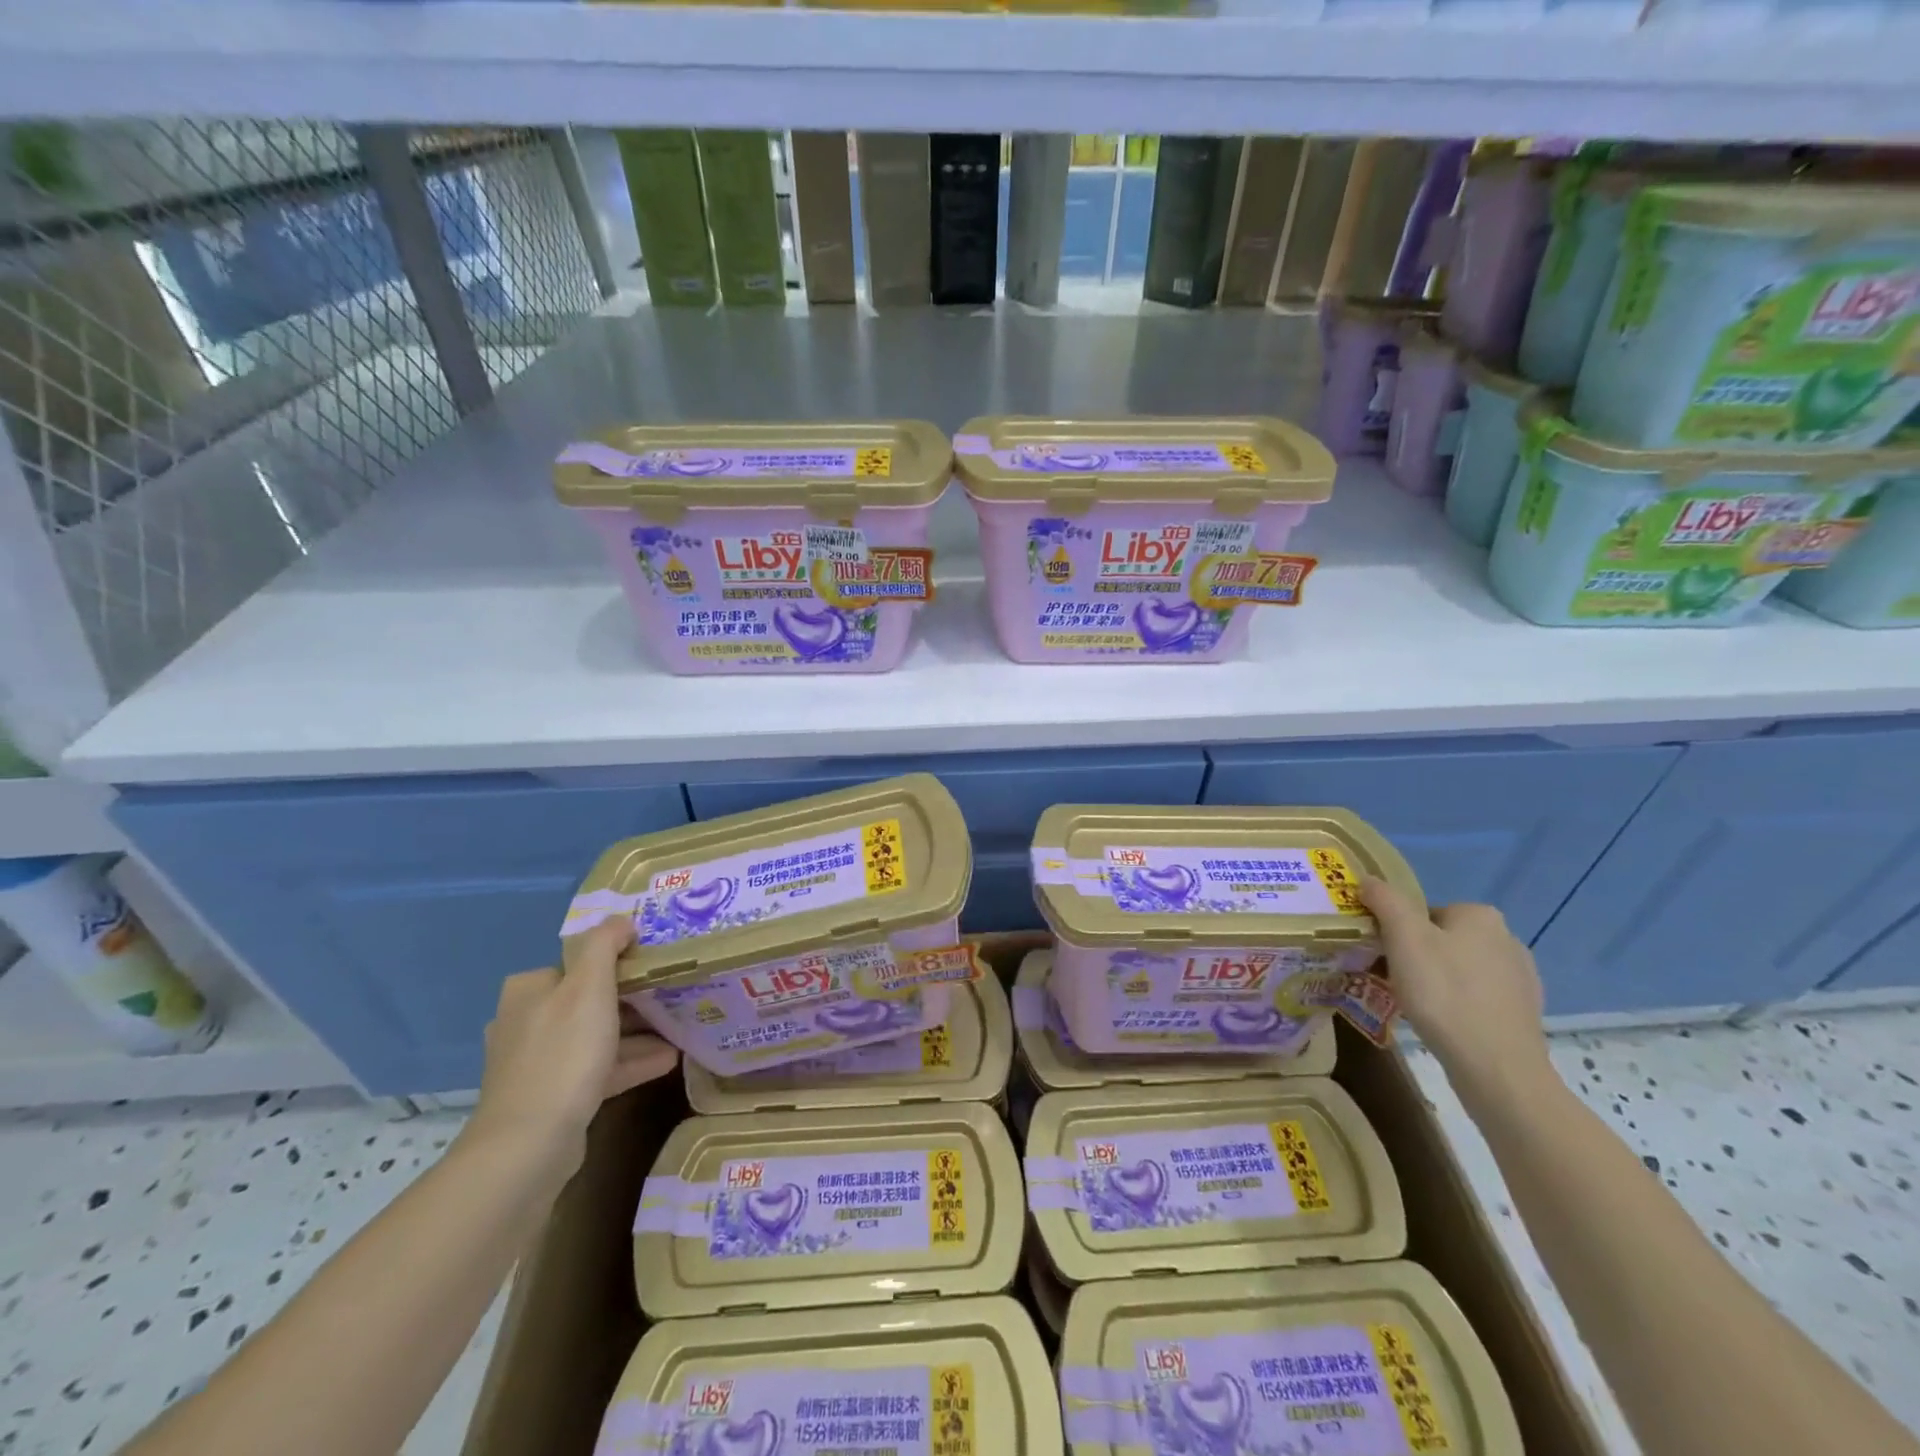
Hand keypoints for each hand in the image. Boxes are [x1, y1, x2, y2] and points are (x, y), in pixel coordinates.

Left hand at [466, 917, 678, 1171]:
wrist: (530, 1144)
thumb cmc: (564, 1053)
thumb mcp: (589, 986)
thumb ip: (604, 945)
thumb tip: (621, 920)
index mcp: (528, 991)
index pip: (577, 964)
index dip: (617, 962)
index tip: (653, 966)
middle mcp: (525, 1022)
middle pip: (588, 1001)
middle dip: (631, 1000)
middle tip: (672, 996)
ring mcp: (535, 1063)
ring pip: (595, 1037)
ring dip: (636, 1033)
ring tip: (679, 1030)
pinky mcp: (550, 1097)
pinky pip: (596, 1069)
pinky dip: (629, 1062)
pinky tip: (667, 1060)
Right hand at [1361, 876, 1552, 1101]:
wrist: (1497, 1067)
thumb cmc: (1444, 993)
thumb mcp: (1403, 937)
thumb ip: (1384, 900)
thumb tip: (1369, 880)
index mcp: (1480, 915)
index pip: (1423, 912)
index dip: (1397, 933)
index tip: (1384, 956)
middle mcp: (1507, 938)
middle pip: (1440, 938)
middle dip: (1416, 957)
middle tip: (1393, 982)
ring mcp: (1521, 977)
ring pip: (1458, 968)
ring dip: (1436, 981)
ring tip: (1417, 1007)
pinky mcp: (1523, 1011)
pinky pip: (1476, 996)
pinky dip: (1457, 1004)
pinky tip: (1445, 1024)